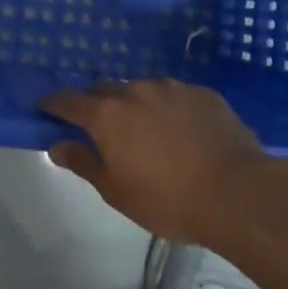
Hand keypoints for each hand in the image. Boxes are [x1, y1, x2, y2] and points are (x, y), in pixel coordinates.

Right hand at [41, 79, 271, 245]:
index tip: (48, 111)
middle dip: (96, 104)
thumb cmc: (170, 200)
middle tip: (102, 129)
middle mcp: (134, 90)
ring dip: (135, 105)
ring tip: (148, 132)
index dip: (54, 104)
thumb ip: (84, 163)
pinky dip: (168, 108)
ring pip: (140, 90)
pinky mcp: (202, 92)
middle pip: (103, 89)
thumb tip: (57, 145)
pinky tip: (182, 132)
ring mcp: (170, 87)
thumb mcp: (118, 192)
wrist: (239, 192)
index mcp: (107, 115)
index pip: (67, 100)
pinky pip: (174, 95)